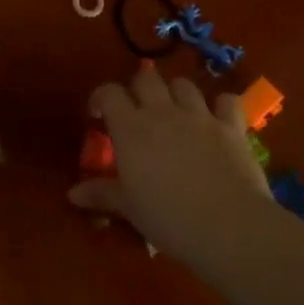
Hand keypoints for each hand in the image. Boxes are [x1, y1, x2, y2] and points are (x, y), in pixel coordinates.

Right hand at [69, 67, 274, 265]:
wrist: (228, 226)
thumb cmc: (168, 217)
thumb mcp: (128, 208)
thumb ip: (101, 194)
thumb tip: (72, 195)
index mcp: (131, 127)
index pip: (109, 92)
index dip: (101, 97)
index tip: (98, 115)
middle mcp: (163, 112)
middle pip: (146, 78)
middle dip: (138, 90)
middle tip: (137, 113)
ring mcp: (200, 116)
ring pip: (183, 84)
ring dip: (175, 93)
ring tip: (174, 113)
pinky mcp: (231, 127)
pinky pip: (226, 101)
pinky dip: (219, 105)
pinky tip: (216, 119)